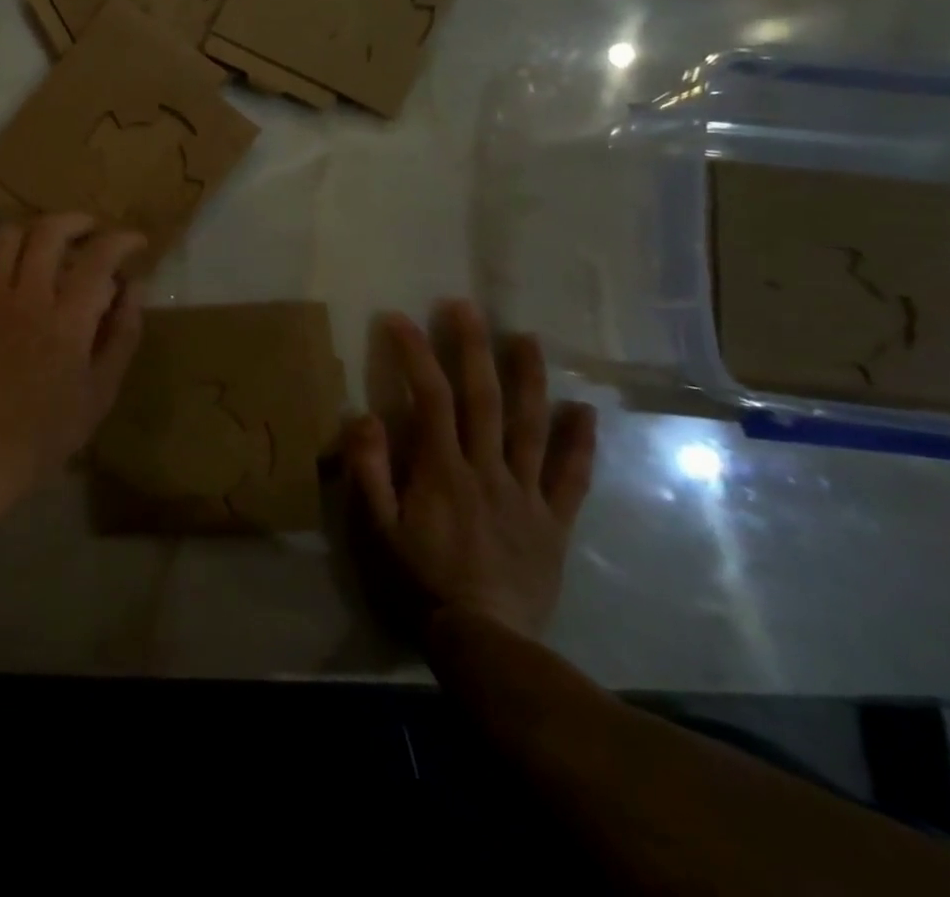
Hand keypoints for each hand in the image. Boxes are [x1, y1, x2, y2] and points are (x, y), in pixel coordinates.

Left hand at [0, 213, 146, 534]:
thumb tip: (135, 286)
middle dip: (77, 220)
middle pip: (49, 232)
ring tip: (52, 241)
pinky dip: (0, 251)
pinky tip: (14, 264)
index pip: (99, 258)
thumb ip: (123, 332)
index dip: (122, 240)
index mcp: (68, 319)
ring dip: (35, 229)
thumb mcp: (103, 388)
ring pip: (8, 237)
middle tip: (93, 231)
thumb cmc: (53, 428)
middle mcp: (29, 298)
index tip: (136, 241)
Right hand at [343, 300, 596, 640]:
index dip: (415, 353)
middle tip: (465, 306)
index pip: (429, 398)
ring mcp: (526, 494)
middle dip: (472, 347)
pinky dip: (580, 443)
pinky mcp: (553, 522)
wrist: (485, 643)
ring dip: (528, 378)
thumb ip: (368, 470)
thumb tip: (365, 416)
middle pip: (483, 399)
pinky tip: (584, 412)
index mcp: (441, 469)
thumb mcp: (375, 530)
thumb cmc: (419, 582)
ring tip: (527, 338)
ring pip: (530, 426)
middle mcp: (487, 469)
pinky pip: (571, 478)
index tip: (399, 319)